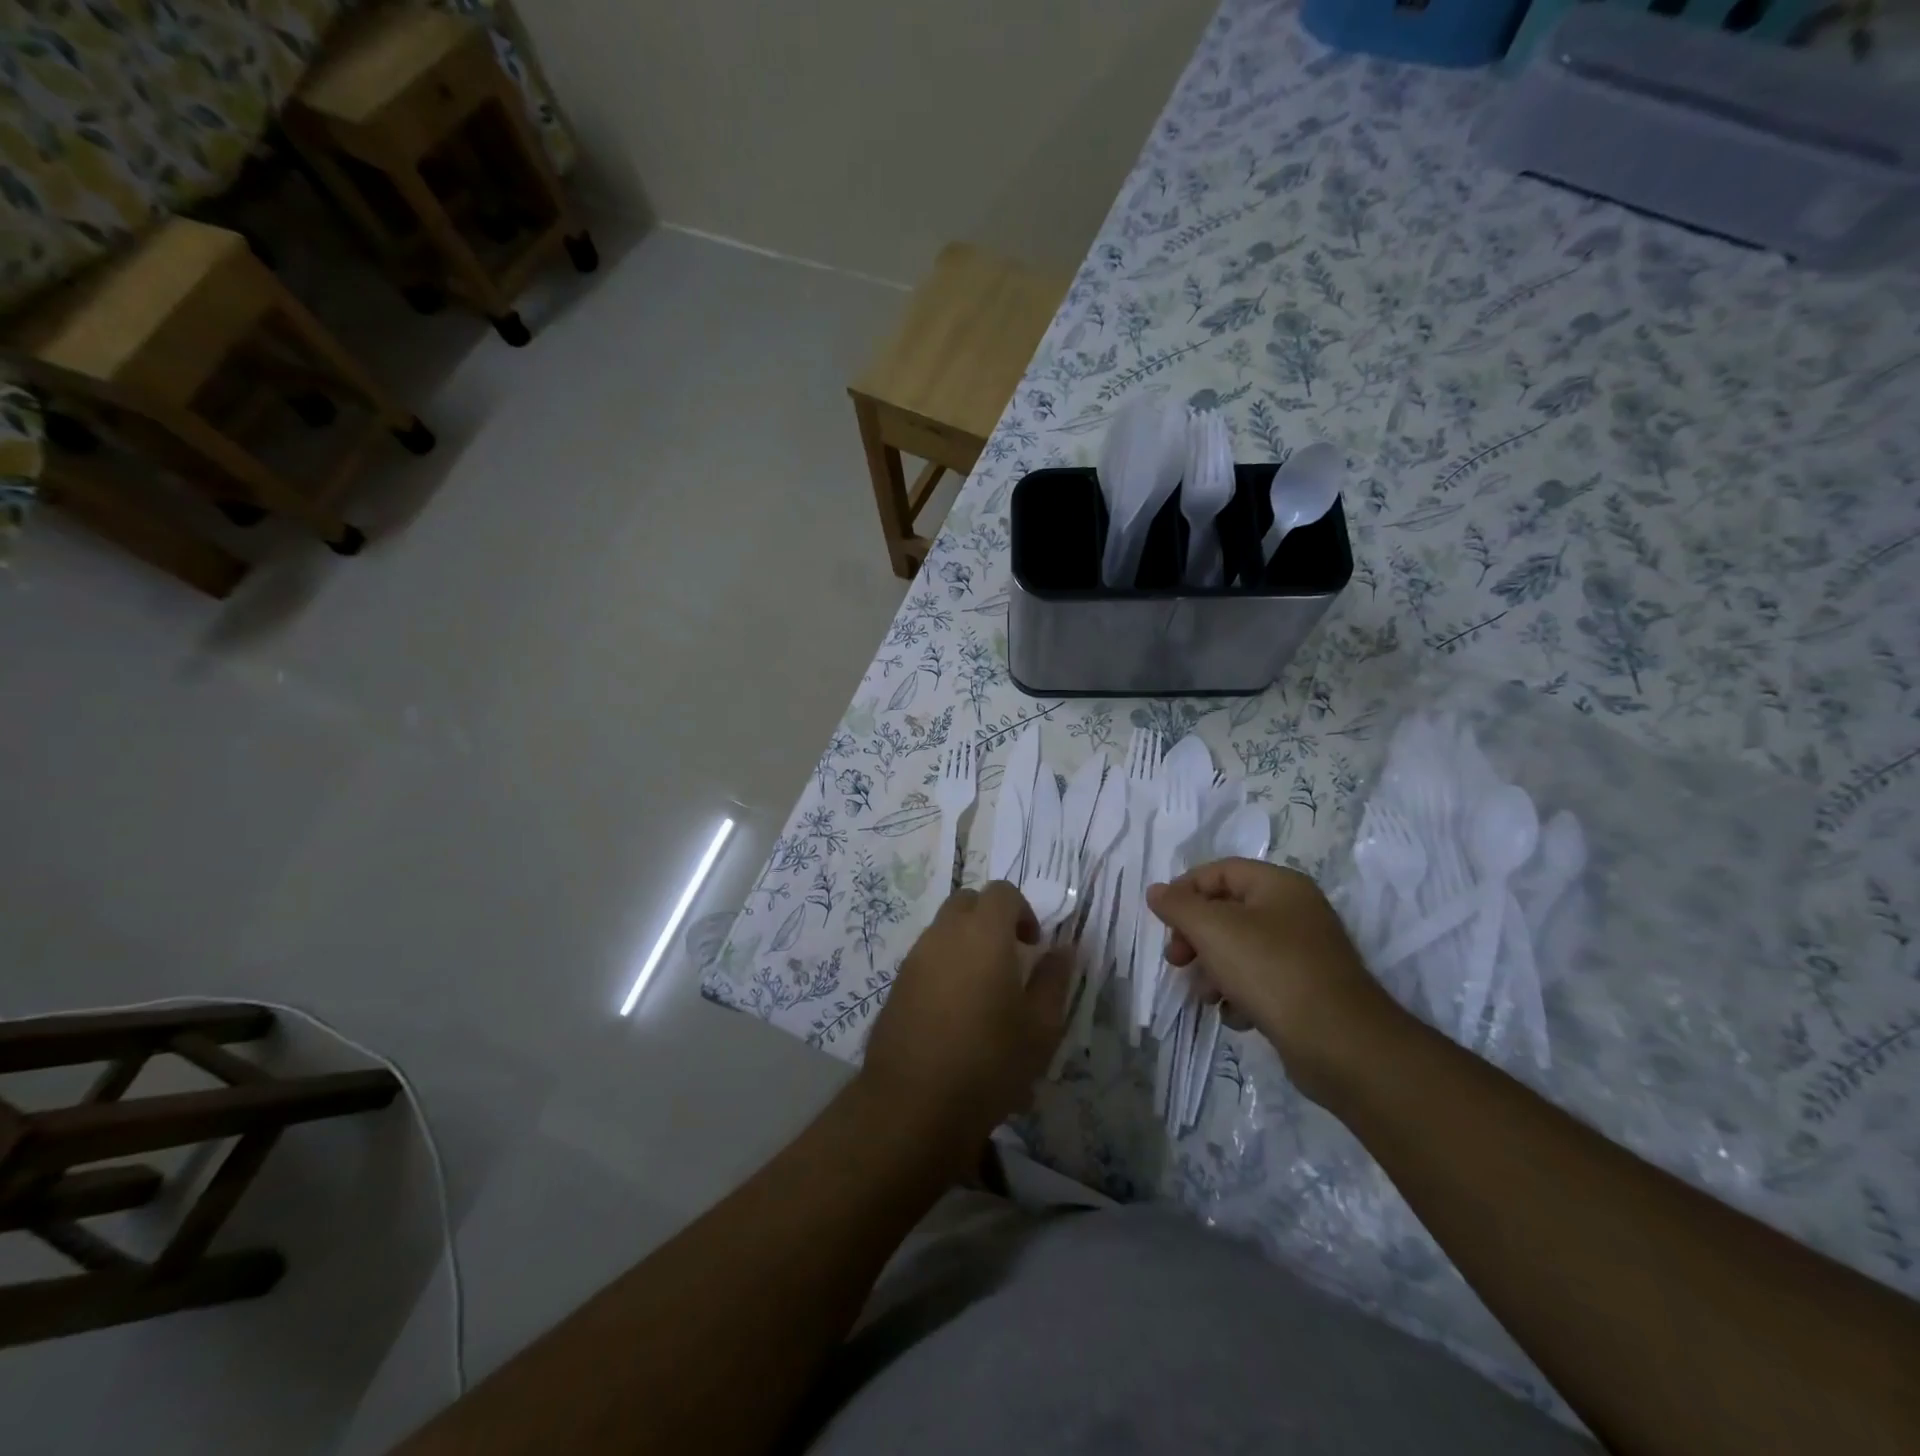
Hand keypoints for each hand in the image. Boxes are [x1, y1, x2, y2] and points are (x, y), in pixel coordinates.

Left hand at [860, 881, 1071, 1151]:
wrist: (914, 1103)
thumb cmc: (989, 1062)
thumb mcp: (1041, 1027)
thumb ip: (1054, 979)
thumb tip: (1063, 950)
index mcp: (983, 933)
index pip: (1002, 892)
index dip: (1023, 910)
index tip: (1034, 945)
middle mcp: (945, 934)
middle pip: (968, 901)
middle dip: (992, 918)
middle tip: (1010, 957)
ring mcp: (915, 957)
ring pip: (944, 928)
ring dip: (967, 942)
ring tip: (985, 989)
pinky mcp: (897, 983)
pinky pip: (927, 956)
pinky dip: (946, 965)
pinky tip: (957, 1011)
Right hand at [1146, 859, 1402, 1102]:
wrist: (1340, 1044)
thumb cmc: (1271, 970)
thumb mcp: (1213, 930)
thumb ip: (1178, 906)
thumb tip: (1156, 891)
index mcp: (1279, 885)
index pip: (1219, 871)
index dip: (1185, 890)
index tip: (1162, 921)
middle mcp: (1295, 911)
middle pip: (1227, 911)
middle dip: (1195, 936)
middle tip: (1176, 960)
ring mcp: (1304, 953)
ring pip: (1240, 949)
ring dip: (1213, 969)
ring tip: (1208, 996)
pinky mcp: (1307, 990)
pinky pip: (1260, 981)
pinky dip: (1241, 994)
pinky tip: (1237, 1015)